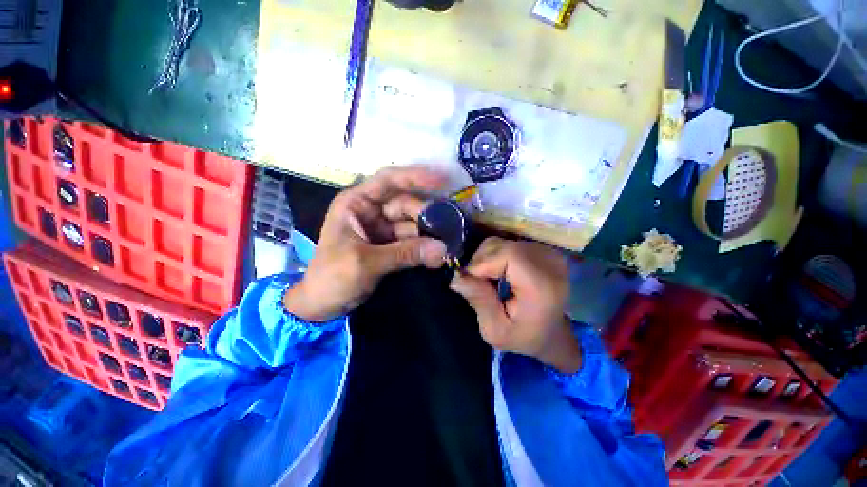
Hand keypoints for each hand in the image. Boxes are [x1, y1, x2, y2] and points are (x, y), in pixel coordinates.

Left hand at [284, 166, 448, 321]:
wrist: (321, 305)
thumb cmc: (332, 277)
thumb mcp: (366, 263)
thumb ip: (405, 254)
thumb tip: (443, 249)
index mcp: (357, 203)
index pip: (388, 181)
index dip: (415, 177)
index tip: (443, 180)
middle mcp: (371, 210)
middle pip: (406, 204)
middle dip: (427, 214)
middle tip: (451, 227)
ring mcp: (382, 228)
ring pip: (412, 222)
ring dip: (430, 232)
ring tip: (449, 243)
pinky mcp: (390, 245)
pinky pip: (412, 239)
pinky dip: (425, 245)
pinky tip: (439, 251)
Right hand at [449, 237, 580, 373]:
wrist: (551, 333)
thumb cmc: (523, 337)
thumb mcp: (495, 331)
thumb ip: (479, 300)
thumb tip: (457, 276)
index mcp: (543, 286)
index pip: (508, 255)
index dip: (482, 263)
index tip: (468, 281)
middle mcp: (550, 263)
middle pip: (502, 246)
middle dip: (480, 262)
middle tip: (476, 284)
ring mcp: (547, 253)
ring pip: (501, 243)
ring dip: (486, 259)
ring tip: (488, 280)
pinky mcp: (541, 249)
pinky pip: (506, 243)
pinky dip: (494, 255)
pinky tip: (497, 273)